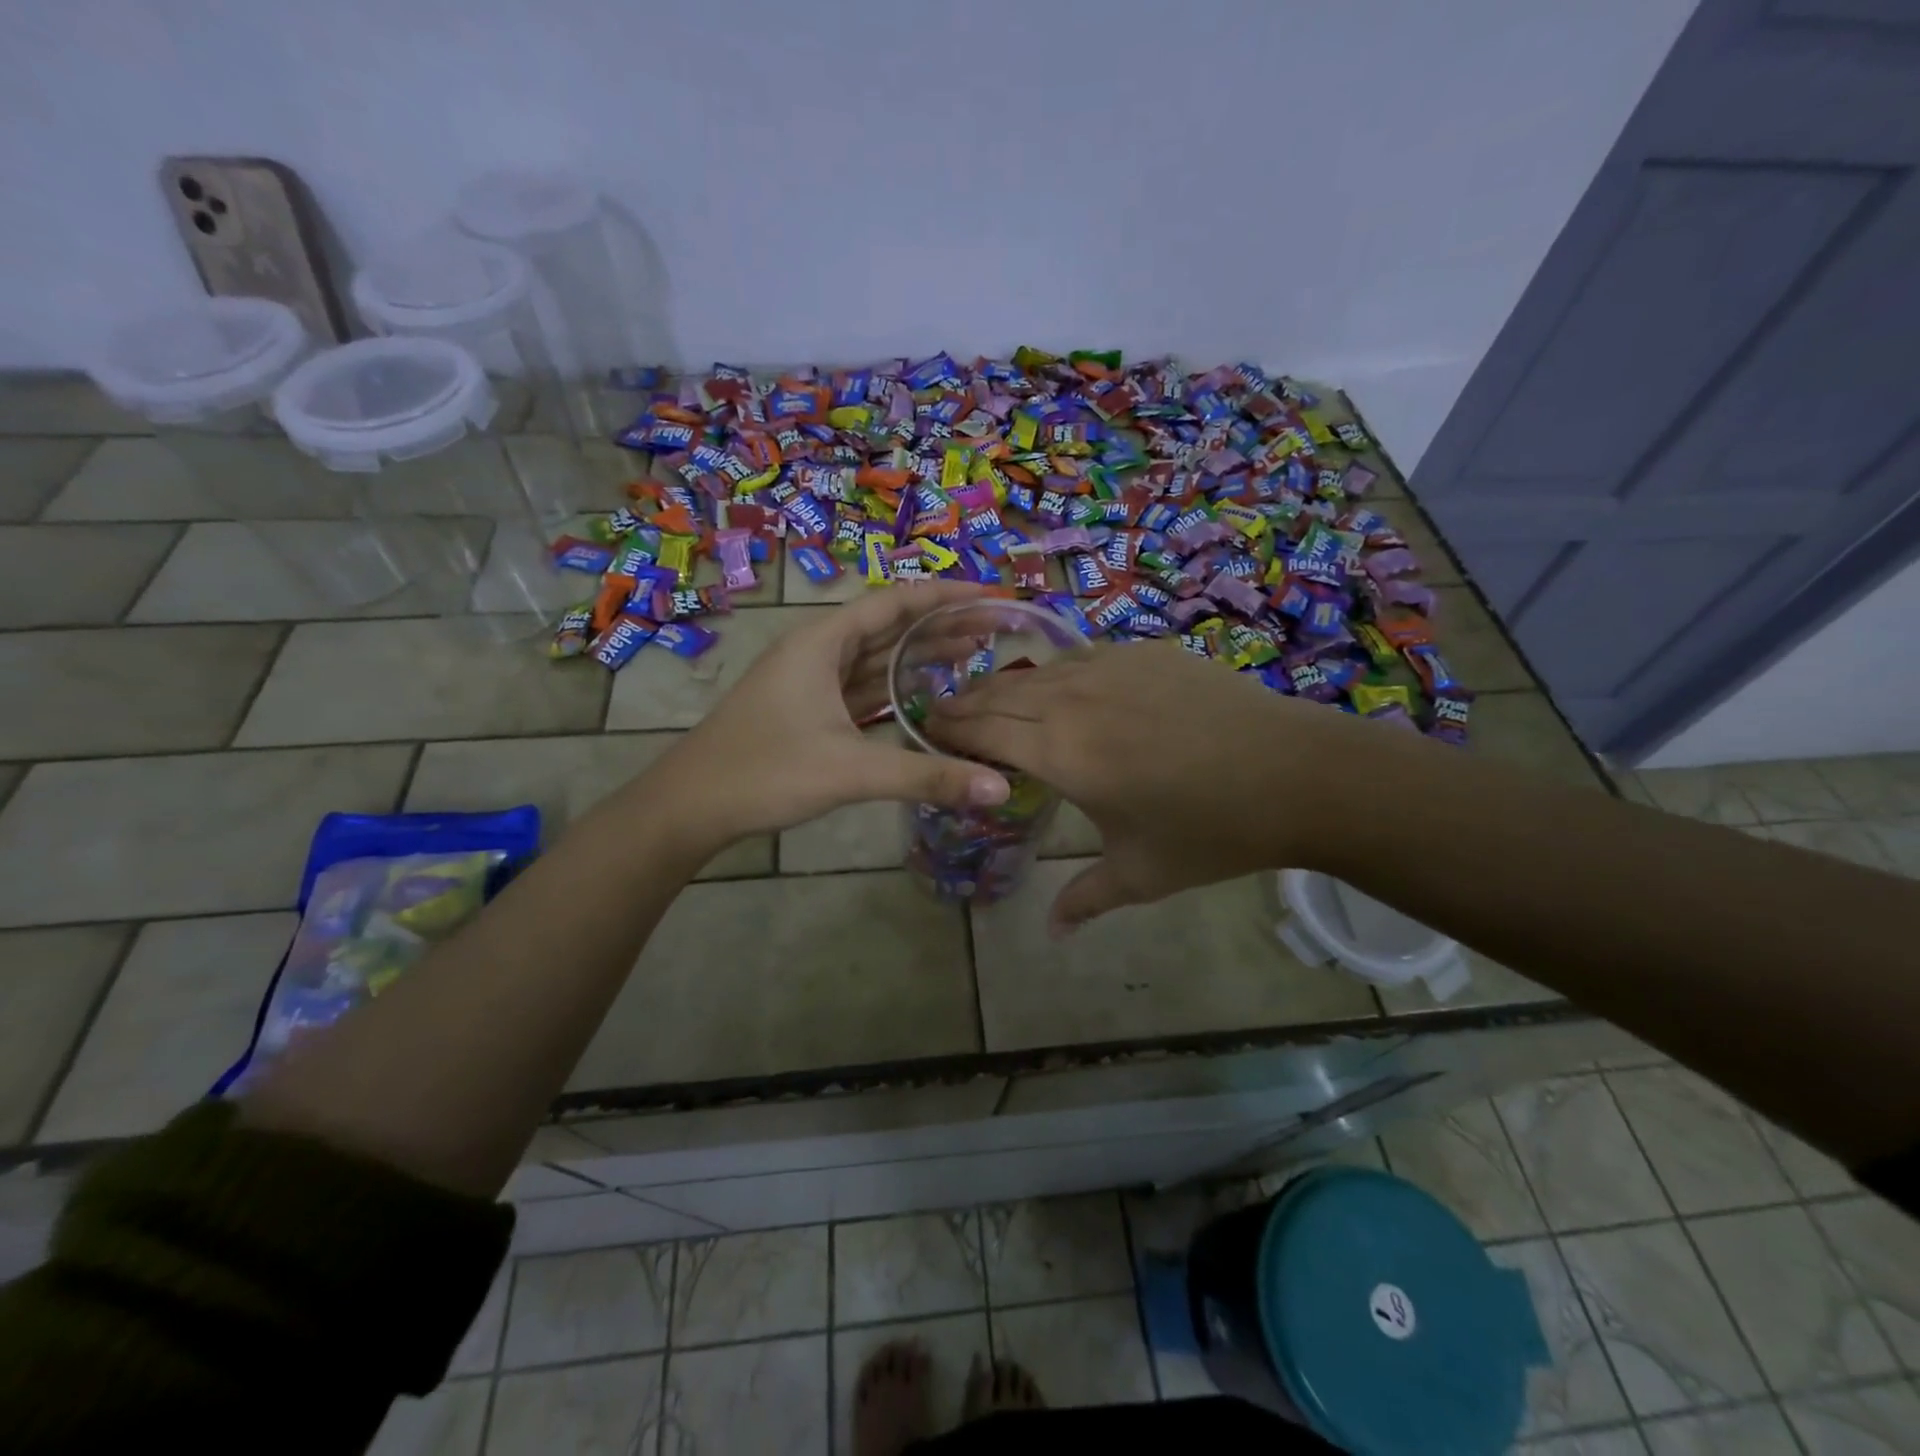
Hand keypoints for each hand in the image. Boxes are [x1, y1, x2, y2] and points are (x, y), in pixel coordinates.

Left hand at [647, 583, 1011, 853]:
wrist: (691, 806)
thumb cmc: (765, 772)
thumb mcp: (851, 771)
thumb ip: (927, 776)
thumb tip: (1000, 789)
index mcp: (822, 641)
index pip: (895, 603)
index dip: (945, 597)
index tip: (991, 597)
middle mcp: (816, 650)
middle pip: (889, 627)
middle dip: (941, 625)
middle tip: (996, 628)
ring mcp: (810, 681)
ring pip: (875, 658)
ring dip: (919, 655)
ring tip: (973, 654)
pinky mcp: (808, 710)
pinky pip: (862, 686)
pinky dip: (895, 687)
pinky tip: (923, 694)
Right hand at [928, 641, 1361, 932]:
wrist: (1297, 774)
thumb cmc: (1211, 831)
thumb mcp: (1140, 874)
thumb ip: (1084, 899)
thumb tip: (1051, 932)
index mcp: (1062, 753)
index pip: (982, 732)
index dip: (949, 730)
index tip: (926, 733)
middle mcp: (1073, 700)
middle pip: (1000, 693)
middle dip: (965, 703)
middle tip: (943, 715)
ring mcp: (1111, 668)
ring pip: (1038, 671)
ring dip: (1006, 686)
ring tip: (992, 701)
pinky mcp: (1145, 653)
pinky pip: (1081, 659)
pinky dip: (1056, 674)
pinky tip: (1061, 689)